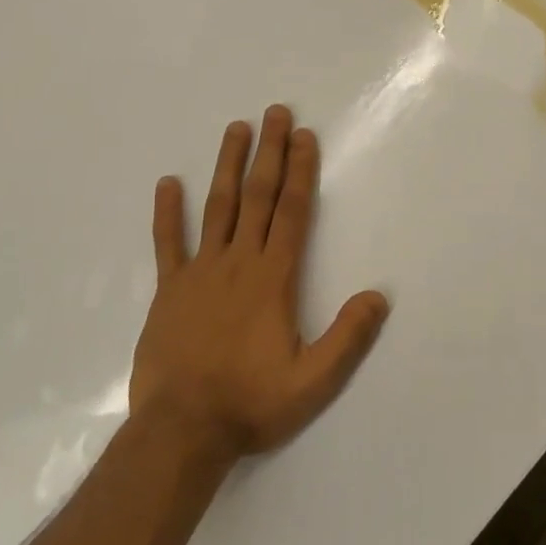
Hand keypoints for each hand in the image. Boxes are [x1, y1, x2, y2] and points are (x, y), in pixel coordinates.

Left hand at [130, 105, 389, 461]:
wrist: (181, 431)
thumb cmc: (251, 403)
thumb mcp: (313, 381)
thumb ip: (348, 337)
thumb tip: (378, 296)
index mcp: (273, 278)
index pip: (292, 212)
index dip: (300, 171)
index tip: (304, 136)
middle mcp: (238, 262)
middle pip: (257, 196)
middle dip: (269, 152)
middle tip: (275, 112)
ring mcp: (199, 272)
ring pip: (217, 207)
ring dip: (228, 166)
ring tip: (235, 128)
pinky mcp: (169, 290)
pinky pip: (167, 243)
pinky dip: (168, 213)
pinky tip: (168, 183)